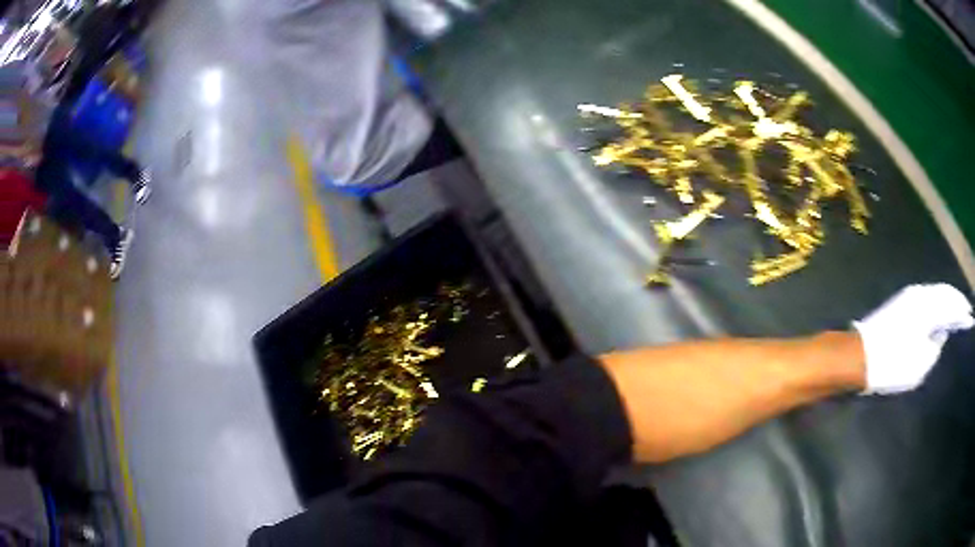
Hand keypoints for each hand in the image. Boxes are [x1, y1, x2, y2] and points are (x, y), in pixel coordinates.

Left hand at [853, 284, 973, 394]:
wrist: (858, 357)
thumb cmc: (892, 364)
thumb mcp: (921, 364)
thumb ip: (936, 347)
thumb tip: (941, 334)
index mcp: (929, 305)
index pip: (952, 302)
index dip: (962, 310)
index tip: (970, 317)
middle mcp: (921, 294)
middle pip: (945, 294)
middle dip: (957, 303)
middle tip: (966, 313)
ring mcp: (909, 296)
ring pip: (935, 294)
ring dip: (947, 302)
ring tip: (956, 314)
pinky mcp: (900, 304)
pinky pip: (926, 299)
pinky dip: (936, 305)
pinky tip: (939, 314)